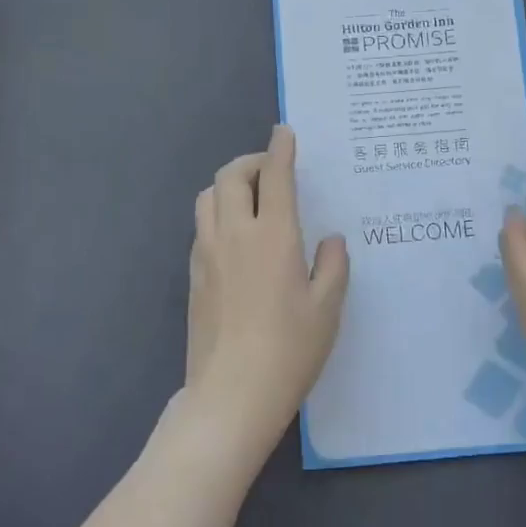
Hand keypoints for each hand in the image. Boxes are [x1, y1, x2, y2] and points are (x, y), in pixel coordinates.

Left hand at [183, 125, 349, 469]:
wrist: (231, 394)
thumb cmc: (290, 350)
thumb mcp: (327, 308)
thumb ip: (332, 265)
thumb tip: (329, 240)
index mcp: (273, 235)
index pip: (275, 175)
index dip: (280, 148)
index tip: (284, 132)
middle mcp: (235, 234)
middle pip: (230, 176)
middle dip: (251, 161)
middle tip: (271, 170)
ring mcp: (207, 253)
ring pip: (208, 197)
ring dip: (229, 185)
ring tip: (251, 199)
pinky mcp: (193, 275)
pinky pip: (202, 226)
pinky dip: (218, 213)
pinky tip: (236, 237)